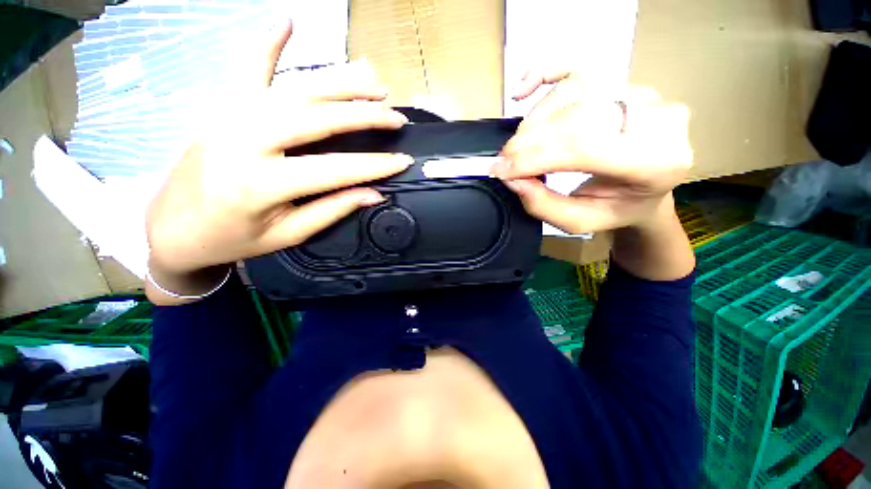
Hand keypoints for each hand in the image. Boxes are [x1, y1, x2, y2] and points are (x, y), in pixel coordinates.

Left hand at [145, 20, 410, 284]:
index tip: (403, 161)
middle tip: (395, 117)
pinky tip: (287, 20)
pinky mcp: (222, 107)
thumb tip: (373, 194)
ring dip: (339, 82)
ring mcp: (230, 116)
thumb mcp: (287, 235)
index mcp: (260, 184)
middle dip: (363, 115)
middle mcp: (244, 140)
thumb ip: (331, 210)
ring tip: (374, 82)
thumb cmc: (232, 238)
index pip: (334, 169)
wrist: (172, 227)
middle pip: (316, 117)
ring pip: (294, 89)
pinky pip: (247, 69)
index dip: (373, 166)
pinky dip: (268, 43)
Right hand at [491, 70, 692, 233]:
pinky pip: (578, 68)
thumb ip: (543, 204)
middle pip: (574, 118)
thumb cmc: (616, 209)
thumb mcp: (579, 222)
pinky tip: (521, 90)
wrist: (647, 190)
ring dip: (533, 121)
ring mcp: (641, 93)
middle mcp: (657, 119)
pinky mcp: (623, 82)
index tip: (500, 170)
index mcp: (655, 162)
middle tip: (504, 161)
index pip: (583, 147)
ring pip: (572, 94)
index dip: (534, 157)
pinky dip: (544, 74)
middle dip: (528, 141)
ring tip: (518, 146)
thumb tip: (511, 178)